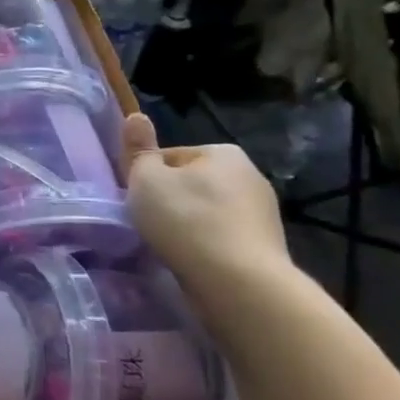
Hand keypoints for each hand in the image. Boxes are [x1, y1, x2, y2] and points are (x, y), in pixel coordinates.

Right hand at [122, 114, 289, 294]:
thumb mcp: (147, 180)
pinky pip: (221, 237)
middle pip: (189, 184)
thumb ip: (138, 150)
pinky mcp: (265, 246)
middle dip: (169, 201)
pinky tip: (191, 261)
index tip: (136, 200)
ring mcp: (263, 213)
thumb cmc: (186, 221)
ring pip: (205, 212)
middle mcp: (250, 176)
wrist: (239, 283)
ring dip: (186, 225)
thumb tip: (135, 116)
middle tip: (148, 223)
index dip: (146, 178)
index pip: (169, 157)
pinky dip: (204, 246)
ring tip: (168, 246)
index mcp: (224, 153)